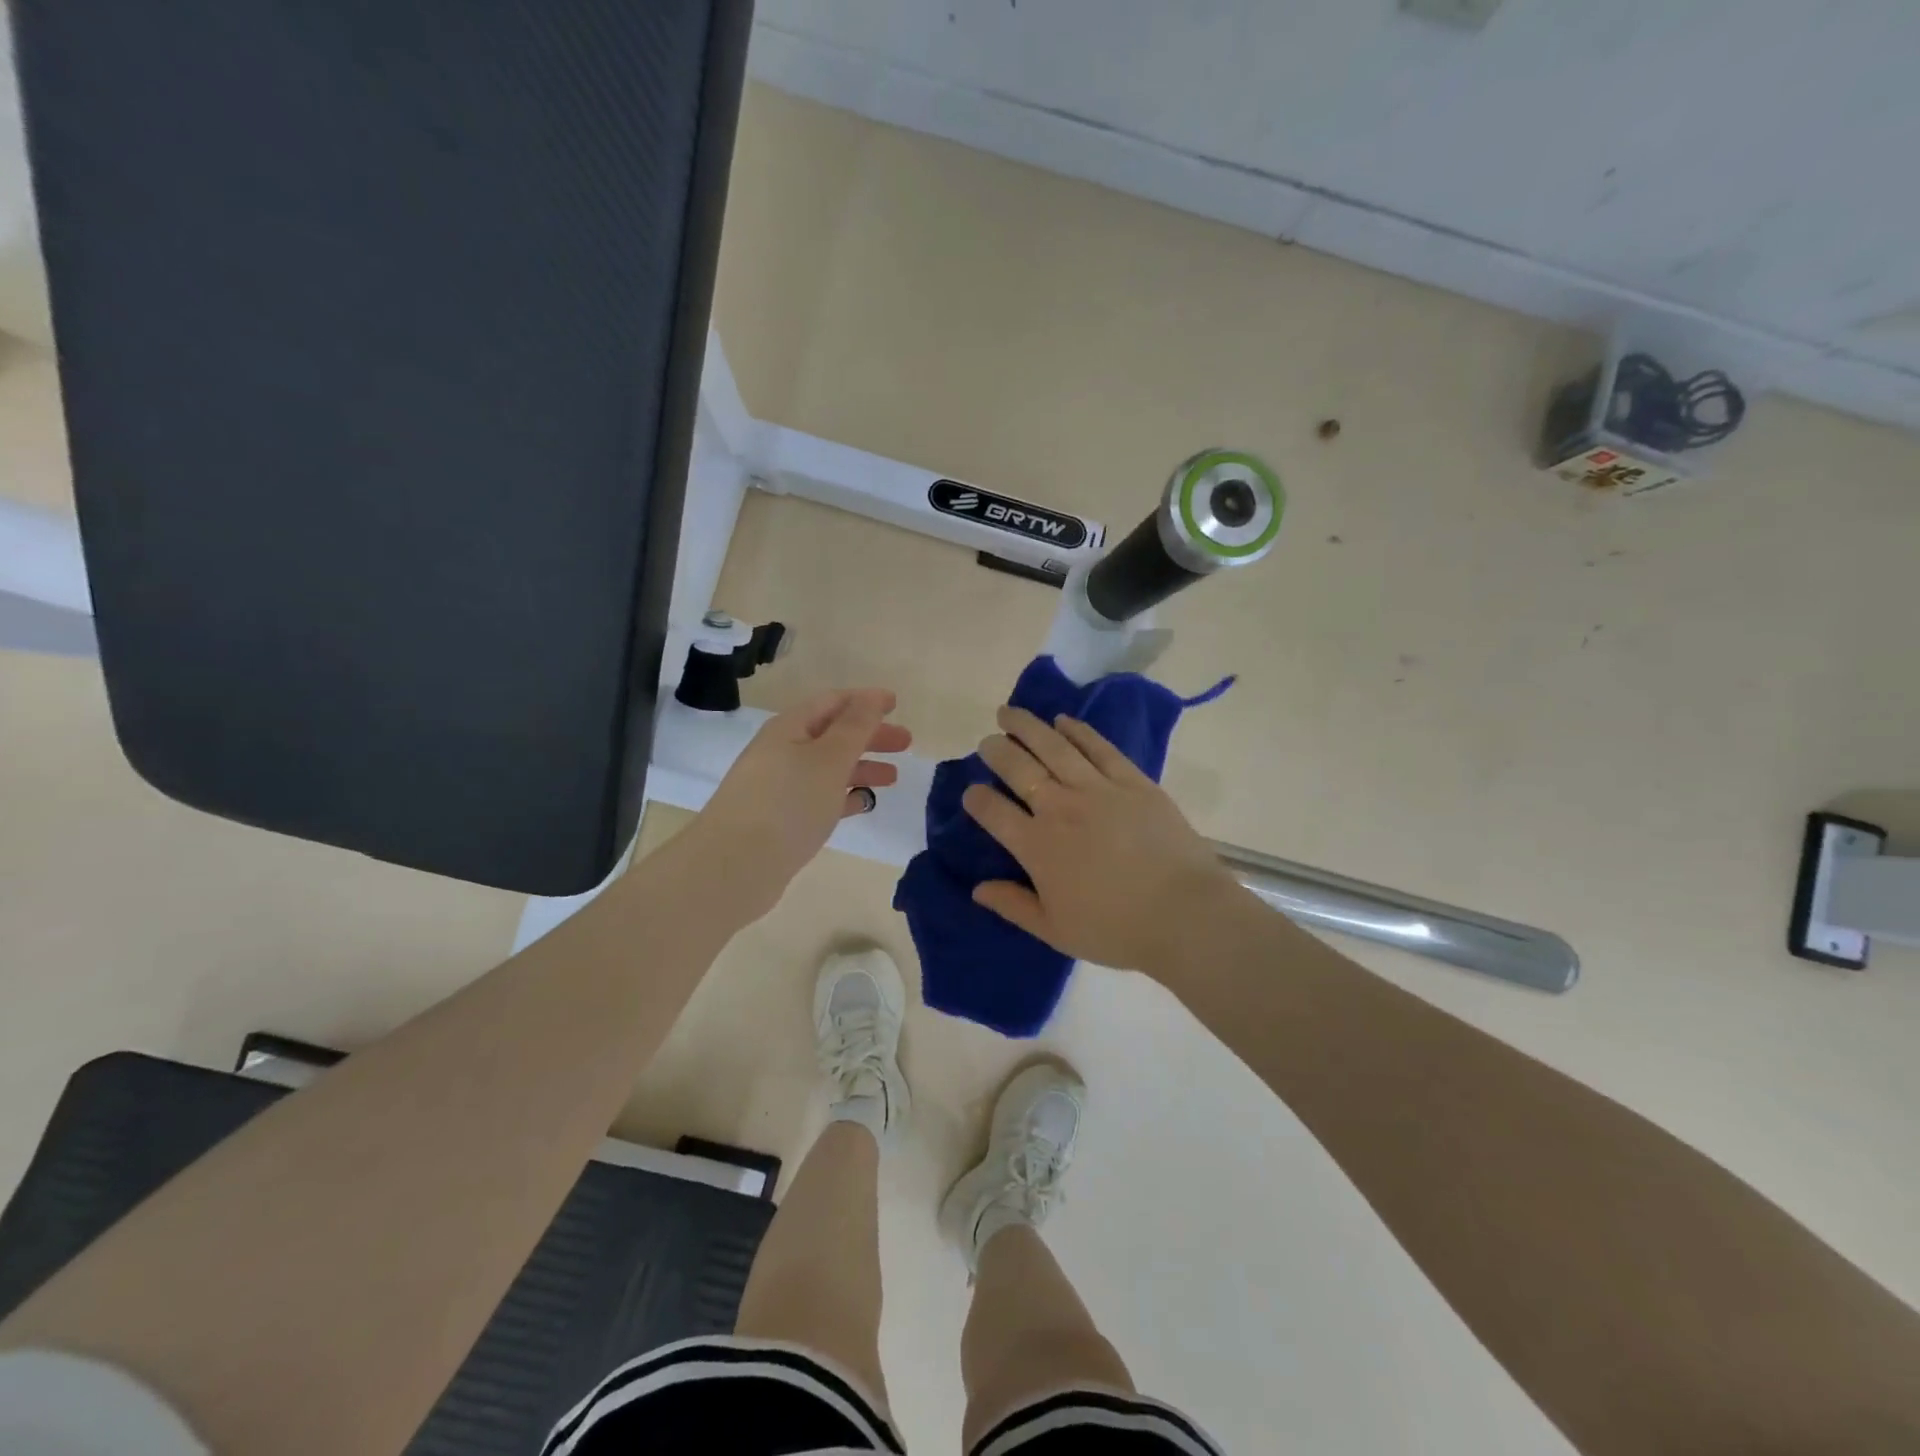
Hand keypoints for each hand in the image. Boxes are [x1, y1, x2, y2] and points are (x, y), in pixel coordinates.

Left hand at [692, 688, 910, 920]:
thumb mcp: (829, 758)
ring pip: (827, 768)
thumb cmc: (788, 803)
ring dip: (861, 767)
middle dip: (869, 736)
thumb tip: (872, 697)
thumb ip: (855, 727)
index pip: (832, 702)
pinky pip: (819, 798)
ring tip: (893, 778)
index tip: (896, 703)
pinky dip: (844, 796)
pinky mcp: (781, 820)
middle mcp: (781, 752)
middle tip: (906, 743)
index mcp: (789, 729)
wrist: (735, 867)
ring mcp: (779, 787)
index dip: (865, 701)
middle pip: (832, 734)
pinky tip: (863, 804)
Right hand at [962, 706, 1241, 972]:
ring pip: (1054, 747)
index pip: (993, 811)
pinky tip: (1063, 720)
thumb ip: (1013, 906)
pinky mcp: (1132, 781)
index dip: (976, 799)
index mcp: (1037, 845)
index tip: (971, 793)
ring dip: (1027, 726)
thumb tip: (977, 888)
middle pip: (1018, 768)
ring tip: (1010, 713)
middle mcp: (1060, 807)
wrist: (1184, 914)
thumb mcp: (1055, 930)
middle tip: (987, 742)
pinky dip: (1078, 731)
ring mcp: (1098, 789)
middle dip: (996, 751)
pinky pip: (1099, 747)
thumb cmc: (1116, 929)